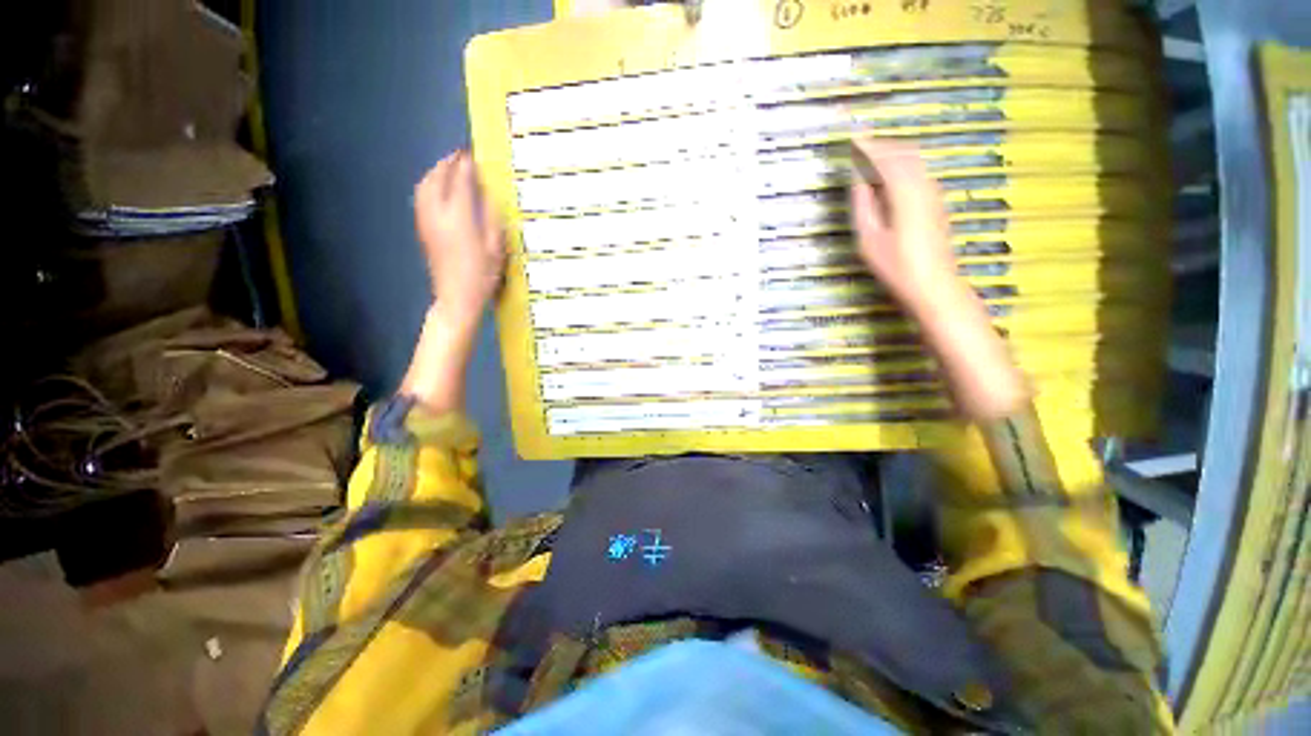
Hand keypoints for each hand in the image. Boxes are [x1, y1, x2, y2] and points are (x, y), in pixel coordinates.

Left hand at [414, 150, 505, 324]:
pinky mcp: (423, 230)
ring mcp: (427, 222)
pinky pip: (421, 199)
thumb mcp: (496, 249)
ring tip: (447, 168)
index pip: (461, 182)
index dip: (467, 166)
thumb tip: (489, 196)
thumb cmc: (482, 277)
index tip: (474, 155)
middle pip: (438, 179)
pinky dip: (429, 186)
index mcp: (460, 218)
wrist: (457, 298)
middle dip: (447, 164)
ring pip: (425, 187)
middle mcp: (439, 214)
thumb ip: (492, 220)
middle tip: (459, 156)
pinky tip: (438, 189)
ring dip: (435, 172)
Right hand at [848, 138, 960, 318]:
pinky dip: (902, 166)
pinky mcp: (937, 202)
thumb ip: (863, 204)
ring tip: (870, 159)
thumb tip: (859, 178)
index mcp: (904, 192)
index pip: (884, 158)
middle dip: (881, 145)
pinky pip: (918, 172)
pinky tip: (889, 178)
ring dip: (892, 154)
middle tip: (859, 147)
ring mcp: (934, 192)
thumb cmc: (896, 266)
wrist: (934, 285)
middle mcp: (924, 185)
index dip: (867, 146)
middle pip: (903, 152)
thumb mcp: (869, 239)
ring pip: (914, 160)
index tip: (852, 135)